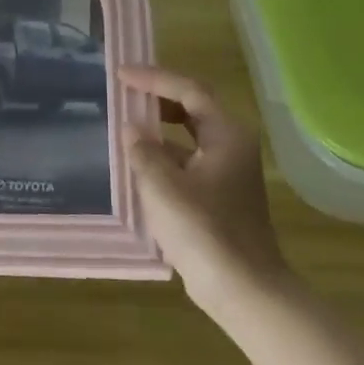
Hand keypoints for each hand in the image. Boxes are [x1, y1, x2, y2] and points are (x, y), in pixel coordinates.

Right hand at [118, 65, 286, 309]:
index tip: (121, 75)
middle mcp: (231, 147)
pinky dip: (162, 157)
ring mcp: (227, 173)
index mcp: (226, 136)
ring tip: (123, 126)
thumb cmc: (204, 231)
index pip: (189, 91)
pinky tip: (136, 166)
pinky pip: (187, 162)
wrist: (243, 289)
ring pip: (189, 137)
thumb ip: (143, 151)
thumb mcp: (164, 187)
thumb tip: (131, 129)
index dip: (154, 78)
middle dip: (157, 98)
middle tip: (122, 93)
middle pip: (192, 109)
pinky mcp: (219, 197)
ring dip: (158, 129)